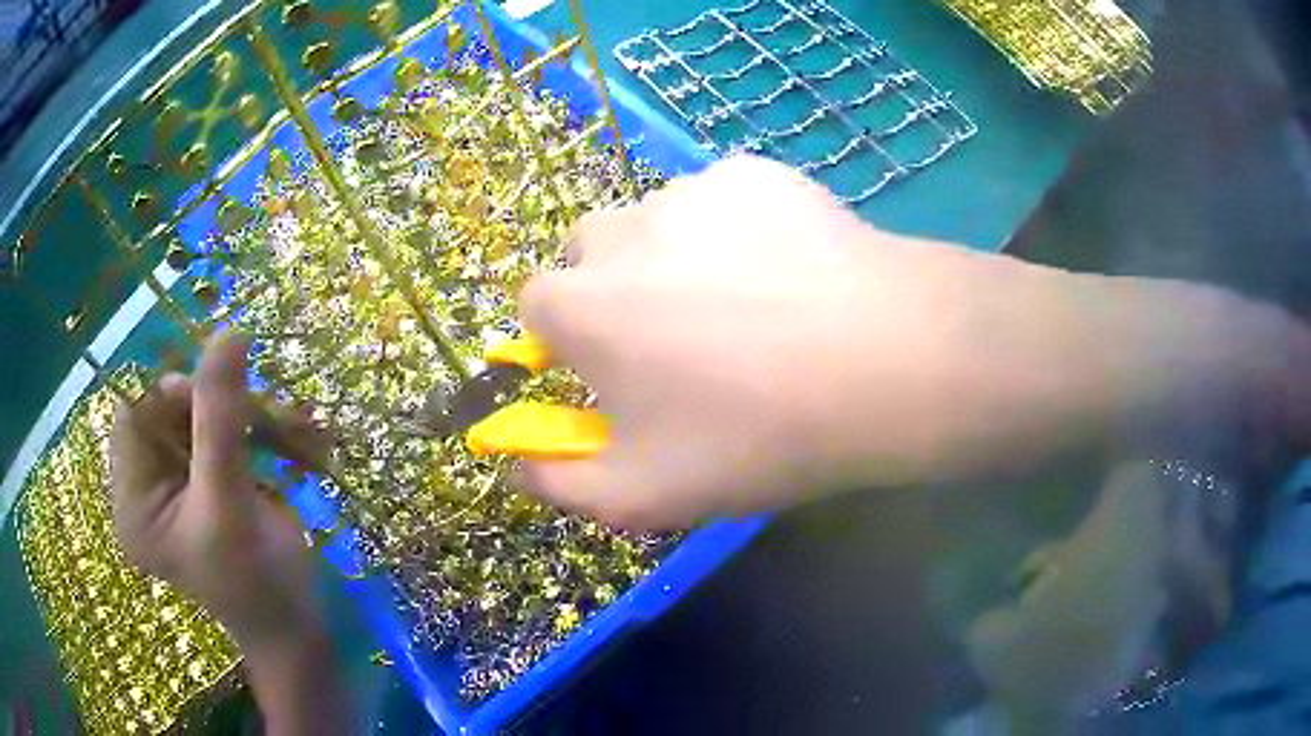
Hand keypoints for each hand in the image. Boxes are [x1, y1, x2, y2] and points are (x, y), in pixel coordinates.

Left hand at [109, 331, 325, 649]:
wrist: (297, 630)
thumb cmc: (256, 585)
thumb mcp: (229, 503)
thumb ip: (221, 418)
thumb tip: (229, 331)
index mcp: (133, 499)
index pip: (138, 413)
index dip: (177, 393)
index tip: (228, 399)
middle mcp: (147, 484)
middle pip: (175, 409)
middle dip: (227, 410)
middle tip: (276, 424)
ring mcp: (179, 482)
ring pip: (207, 415)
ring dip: (255, 419)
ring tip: (302, 438)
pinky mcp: (207, 480)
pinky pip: (228, 432)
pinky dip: (264, 432)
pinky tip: (299, 447)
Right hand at [514, 155, 984, 528]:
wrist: (884, 363)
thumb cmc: (755, 436)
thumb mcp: (642, 495)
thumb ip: (558, 482)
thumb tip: (516, 462)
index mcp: (579, 305)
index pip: (537, 307)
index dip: (571, 340)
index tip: (614, 370)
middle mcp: (619, 230)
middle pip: (591, 254)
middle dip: (614, 291)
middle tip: (683, 337)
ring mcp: (691, 190)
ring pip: (658, 223)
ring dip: (677, 256)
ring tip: (750, 304)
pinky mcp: (754, 172)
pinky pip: (724, 200)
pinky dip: (738, 229)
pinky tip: (790, 270)